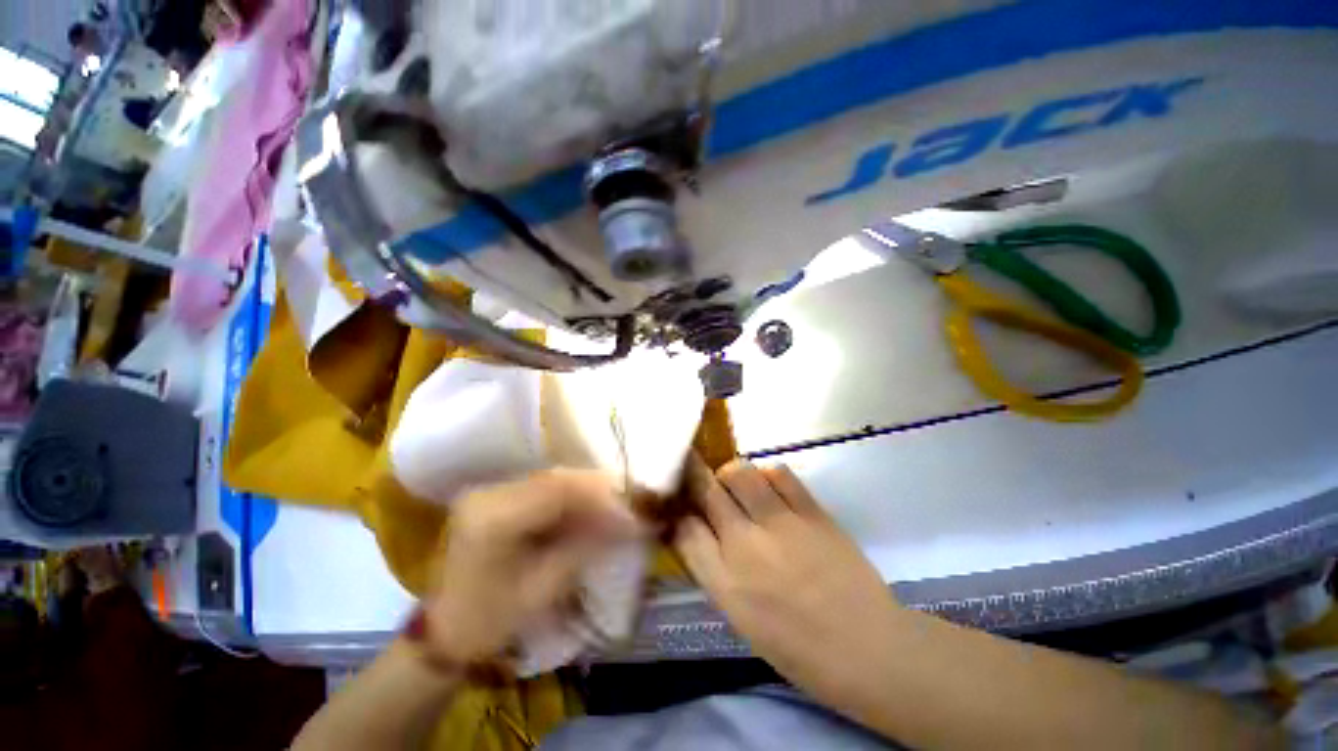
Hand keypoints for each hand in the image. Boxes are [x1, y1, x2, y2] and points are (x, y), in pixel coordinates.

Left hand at [422, 470, 643, 665]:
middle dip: (600, 490)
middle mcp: (490, 493)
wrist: (444, 631)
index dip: (601, 499)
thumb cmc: (489, 621)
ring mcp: (493, 491)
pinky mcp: (499, 496)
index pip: (558, 492)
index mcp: (493, 518)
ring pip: (554, 479)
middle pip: (558, 478)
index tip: (632, 515)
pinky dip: (574, 496)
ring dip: (590, 490)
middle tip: (631, 504)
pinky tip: (594, 506)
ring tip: (619, 504)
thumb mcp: (542, 589)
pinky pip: (545, 488)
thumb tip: (629, 523)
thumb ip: (585, 547)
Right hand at [674, 460, 904, 697]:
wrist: (868, 649)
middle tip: (693, 469)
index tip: (677, 500)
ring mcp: (781, 524)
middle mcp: (745, 545)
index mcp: (725, 583)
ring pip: (740, 473)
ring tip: (734, 481)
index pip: (684, 528)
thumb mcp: (742, 619)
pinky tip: (768, 485)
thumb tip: (697, 532)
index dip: (676, 509)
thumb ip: (715, 570)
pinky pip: (779, 474)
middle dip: (692, 474)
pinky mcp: (812, 512)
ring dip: (730, 472)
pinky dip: (766, 474)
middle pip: (706, 490)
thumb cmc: (799, 649)